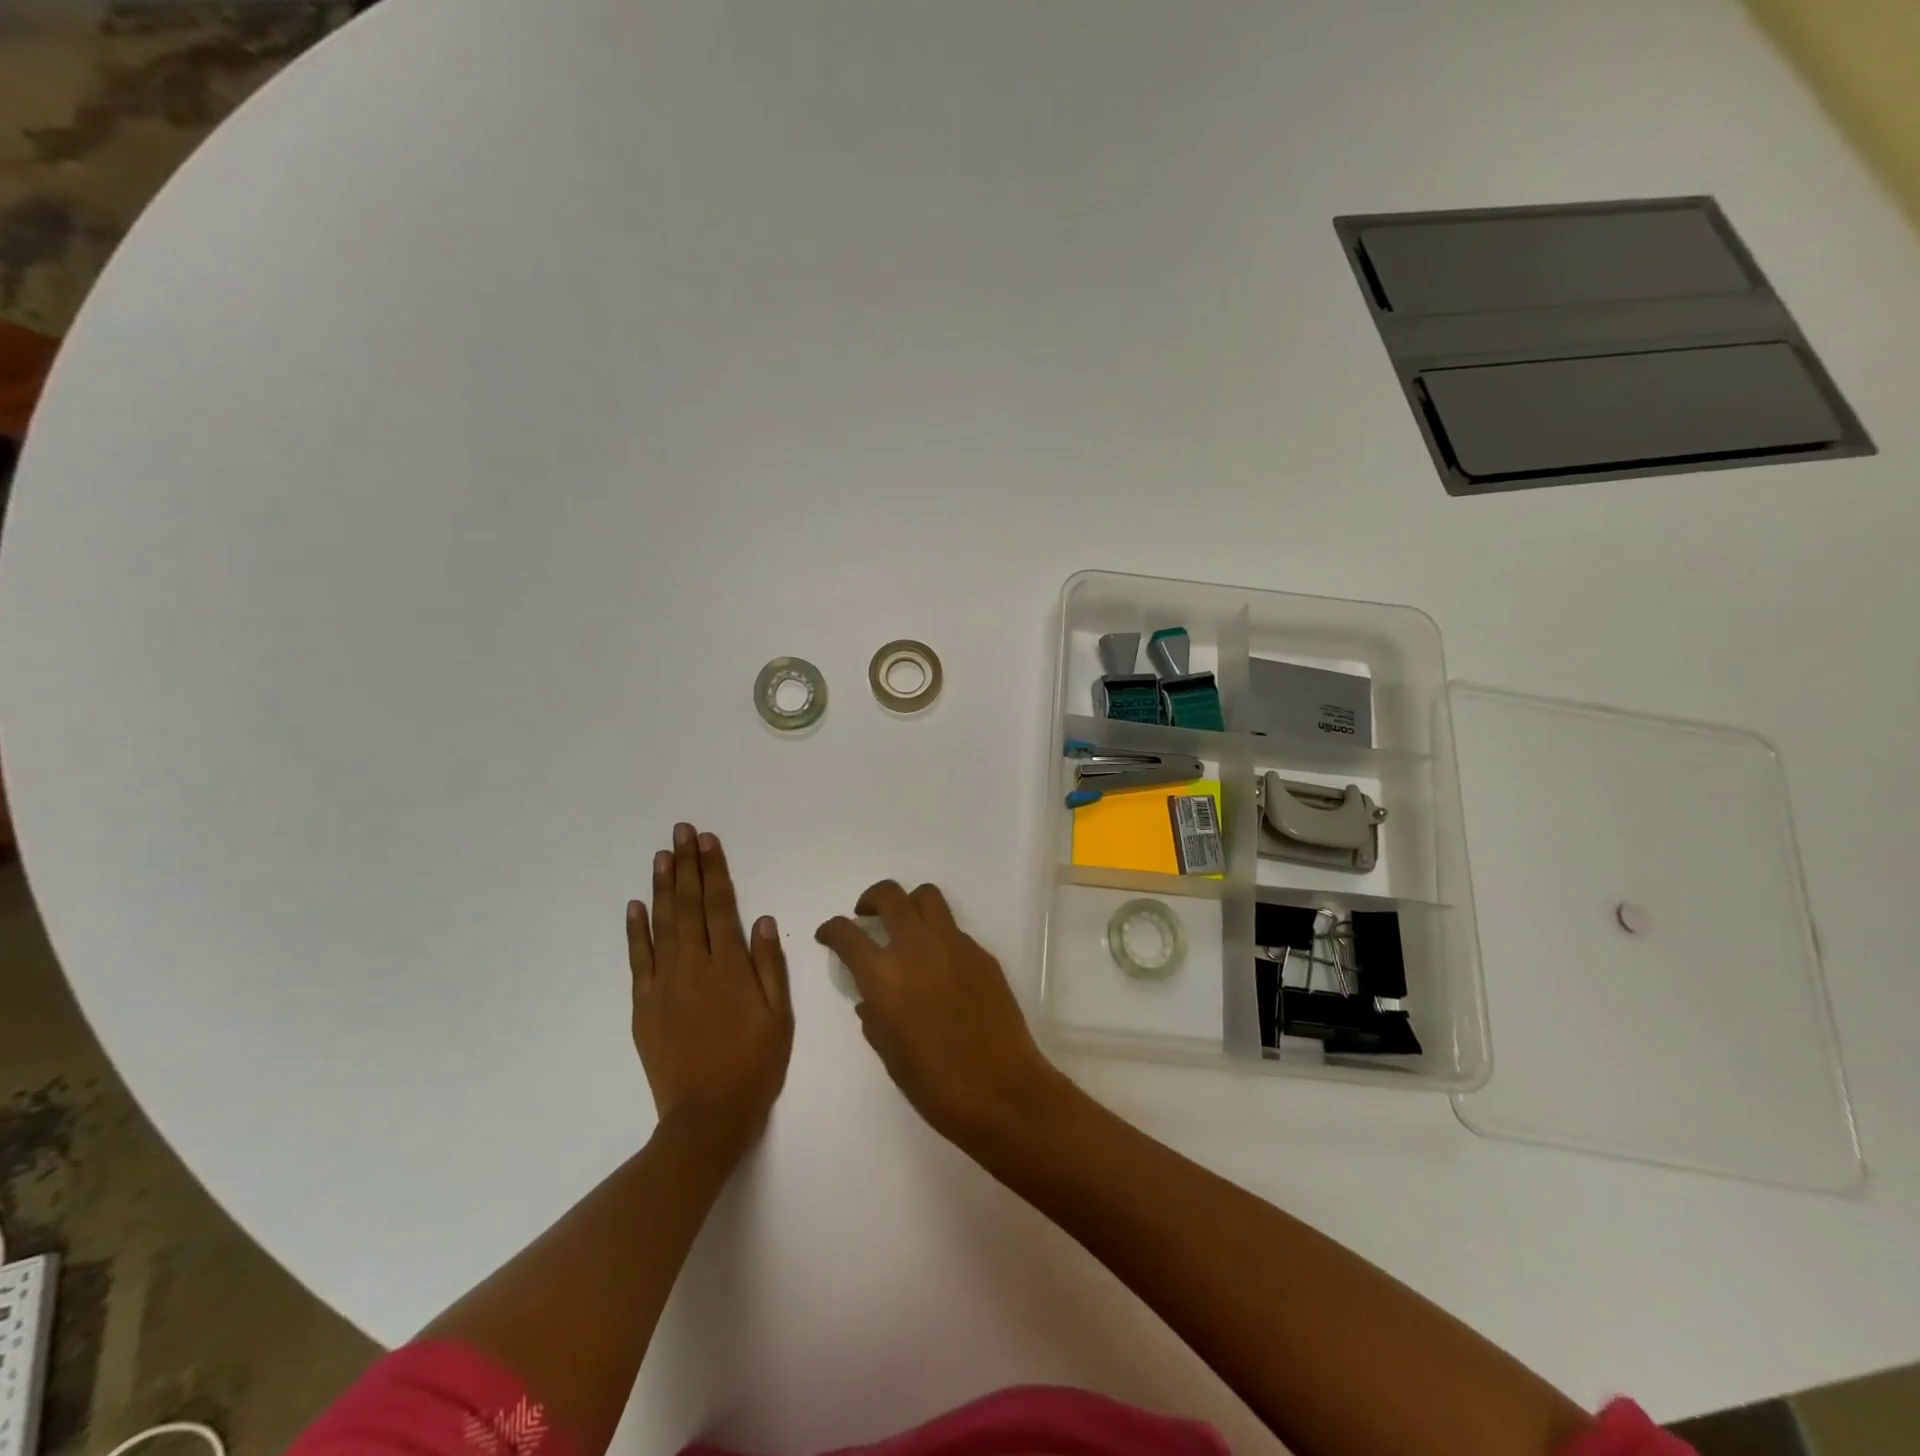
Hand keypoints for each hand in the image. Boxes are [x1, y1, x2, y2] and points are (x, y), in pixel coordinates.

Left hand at [629, 824, 792, 1153]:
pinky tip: (635, 906)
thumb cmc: (753, 1065)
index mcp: (729, 968)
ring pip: (662, 925)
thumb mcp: (779, 1016)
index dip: (714, 871)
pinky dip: (635, 931)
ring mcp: (664, 985)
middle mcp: (694, 967)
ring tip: (662, 855)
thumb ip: (770, 965)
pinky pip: (638, 960)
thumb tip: (762, 920)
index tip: (708, 841)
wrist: (706, 1118)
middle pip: (689, 906)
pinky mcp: (644, 1006)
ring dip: (662, 888)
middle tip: (681, 832)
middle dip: (686, 866)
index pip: (720, 906)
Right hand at [816, 880, 1066, 1150]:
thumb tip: (871, 998)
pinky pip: (954, 930)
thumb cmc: (934, 1083)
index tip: (828, 934)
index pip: (846, 933)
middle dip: (871, 898)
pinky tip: (941, 967)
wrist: (1000, 1089)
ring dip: (909, 904)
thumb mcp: (889, 1052)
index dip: (831, 929)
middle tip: (867, 915)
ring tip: (905, 927)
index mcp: (884, 974)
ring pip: (927, 897)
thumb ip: (874, 1016)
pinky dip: (939, 936)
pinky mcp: (982, 953)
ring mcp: (954, 944)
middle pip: (889, 895)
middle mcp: (916, 946)